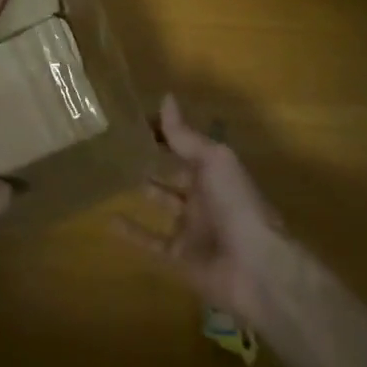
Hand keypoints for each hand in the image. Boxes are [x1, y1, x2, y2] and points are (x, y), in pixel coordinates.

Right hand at [115, 96, 288, 323]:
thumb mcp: (213, 160)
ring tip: (114, 176)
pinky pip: (151, 242)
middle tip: (122, 145)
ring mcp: (192, 228)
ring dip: (145, 191)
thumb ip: (185, 135)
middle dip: (156, 160)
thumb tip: (165, 97)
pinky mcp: (180, 257)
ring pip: (163, 204)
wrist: (256, 269)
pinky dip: (132, 233)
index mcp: (215, 171)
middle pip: (176, 173)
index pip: (187, 144)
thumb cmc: (236, 205)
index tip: (137, 119)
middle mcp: (204, 196)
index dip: (166, 132)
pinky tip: (109, 220)